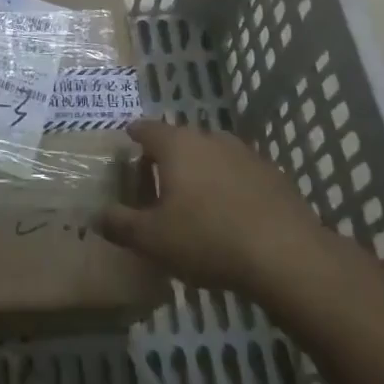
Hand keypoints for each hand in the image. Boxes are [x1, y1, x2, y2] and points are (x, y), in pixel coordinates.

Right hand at [97, 119, 322, 297]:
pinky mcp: (272, 175)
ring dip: (200, 172)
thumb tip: (96, 214)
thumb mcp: (153, 239)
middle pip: (180, 141)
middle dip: (167, 158)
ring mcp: (244, 153)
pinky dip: (229, 187)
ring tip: (195, 202)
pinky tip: (230, 215)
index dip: (134, 135)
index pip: (147, 128)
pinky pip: (239, 174)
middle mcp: (209, 138)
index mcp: (177, 145)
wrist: (287, 255)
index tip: (128, 142)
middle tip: (157, 184)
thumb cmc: (208, 239)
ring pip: (212, 156)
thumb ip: (120, 224)